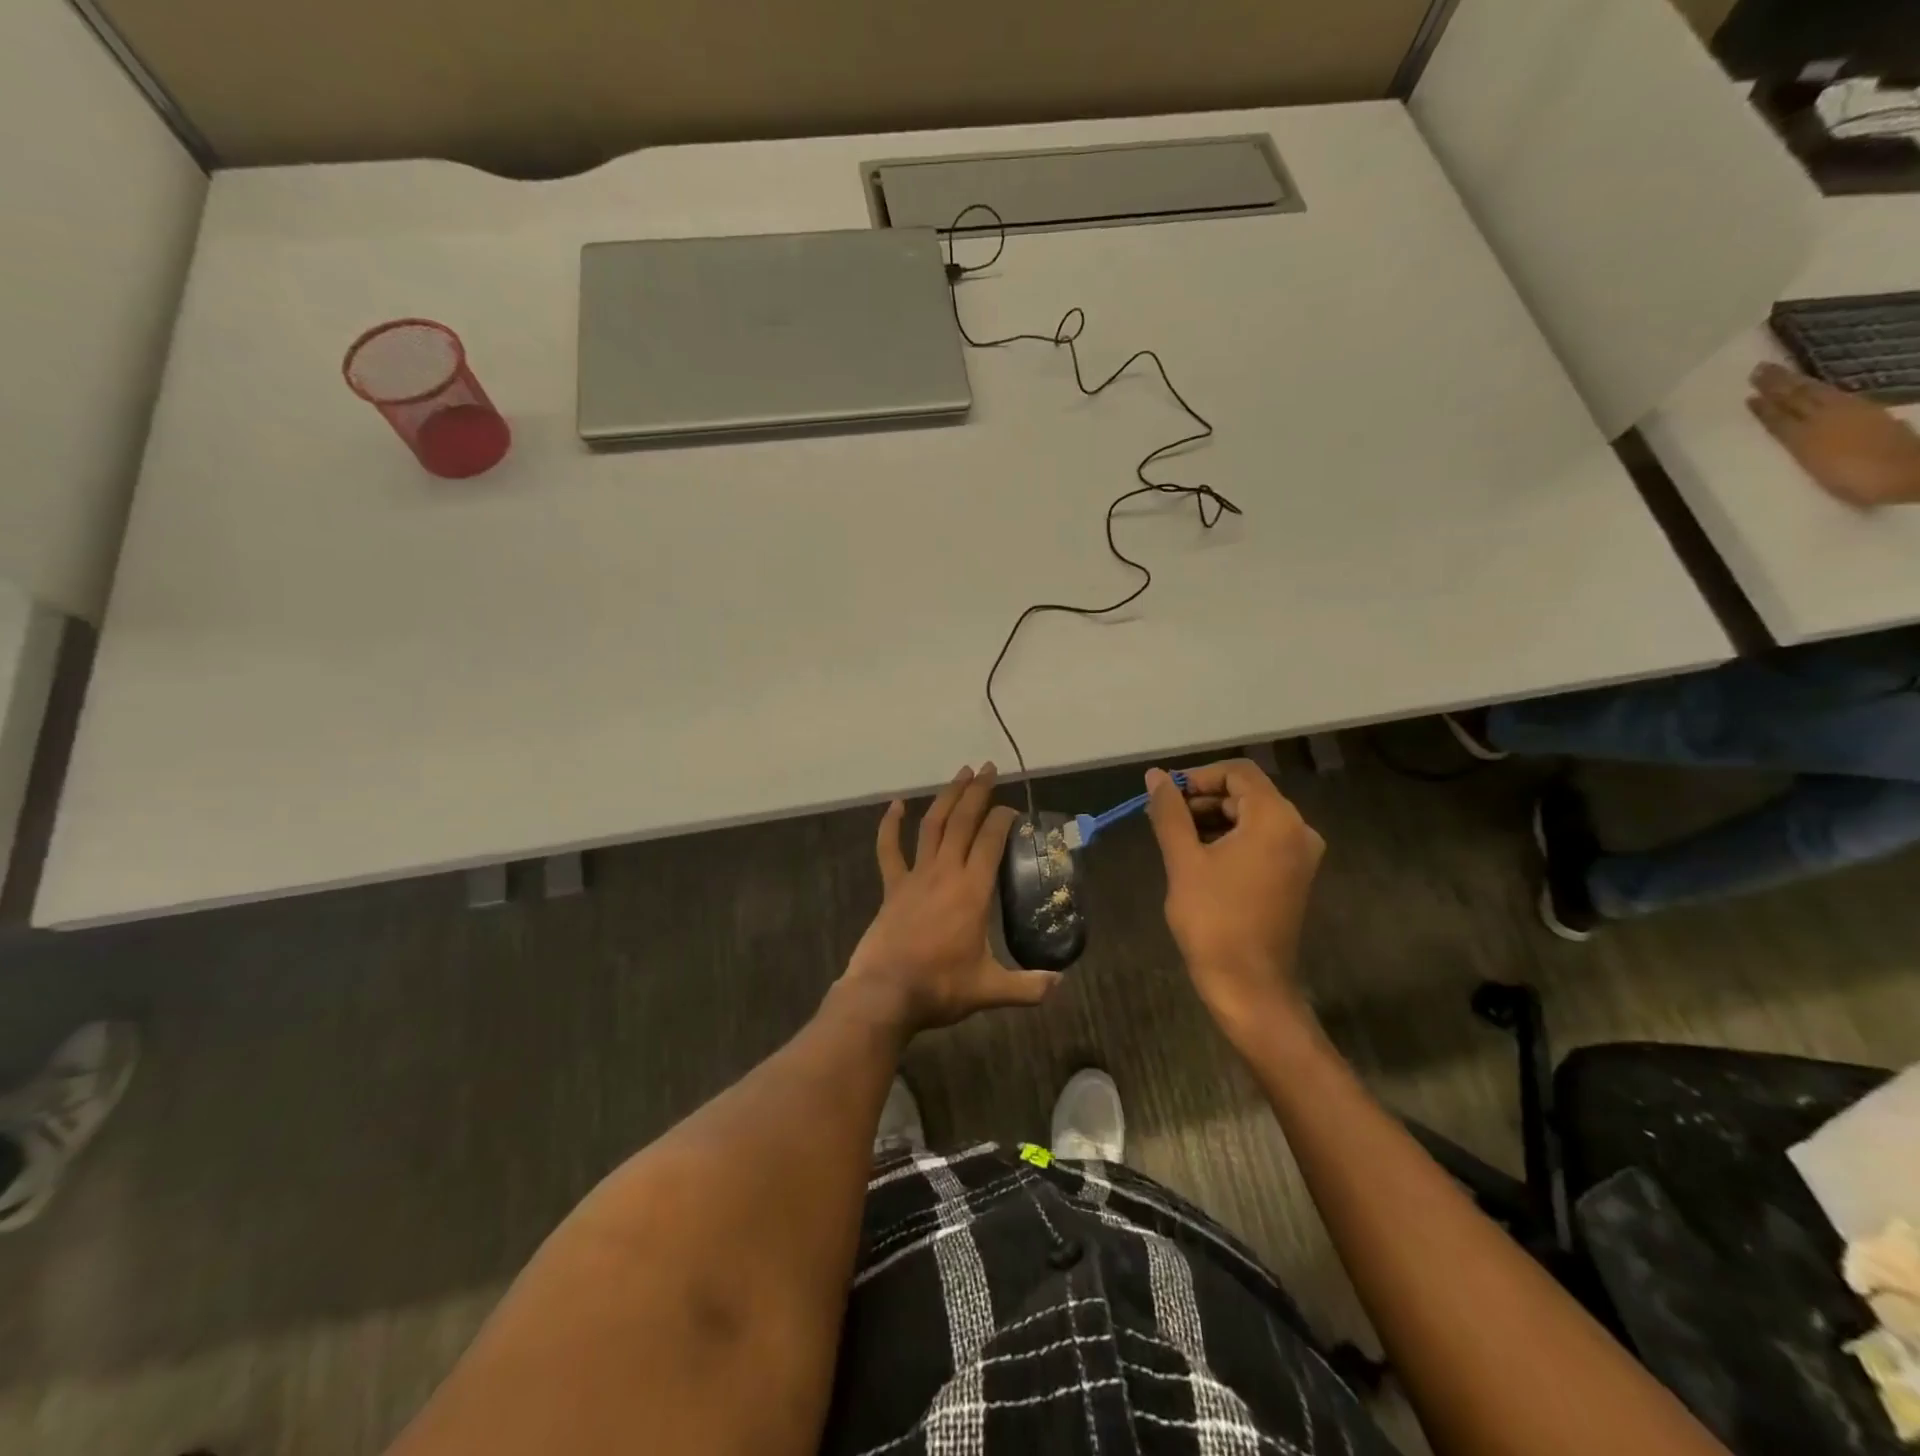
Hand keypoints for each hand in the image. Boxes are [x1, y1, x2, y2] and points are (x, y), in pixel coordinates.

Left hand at [841, 763, 1060, 1036]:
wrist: (884, 993)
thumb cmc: (939, 987)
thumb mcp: (990, 989)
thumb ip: (1028, 987)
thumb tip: (1061, 983)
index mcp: (972, 890)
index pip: (991, 841)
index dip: (1004, 819)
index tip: (1014, 810)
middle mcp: (945, 873)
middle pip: (963, 822)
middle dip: (978, 792)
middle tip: (989, 767)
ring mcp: (915, 876)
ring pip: (932, 826)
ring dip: (947, 797)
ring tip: (961, 773)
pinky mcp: (892, 887)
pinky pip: (889, 849)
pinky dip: (891, 825)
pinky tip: (895, 804)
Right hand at [1144, 761, 1323, 1044]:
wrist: (1248, 985)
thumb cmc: (1213, 919)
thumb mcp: (1184, 860)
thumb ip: (1169, 812)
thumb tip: (1155, 776)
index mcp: (1276, 819)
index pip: (1237, 773)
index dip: (1197, 777)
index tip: (1164, 796)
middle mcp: (1298, 829)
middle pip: (1246, 793)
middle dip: (1202, 799)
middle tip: (1164, 818)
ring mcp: (1300, 854)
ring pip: (1252, 816)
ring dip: (1213, 819)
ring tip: (1175, 838)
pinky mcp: (1293, 875)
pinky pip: (1260, 839)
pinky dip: (1229, 838)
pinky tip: (1198, 856)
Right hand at [1747, 362, 1919, 507]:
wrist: (1908, 472)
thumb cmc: (1858, 480)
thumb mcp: (1819, 468)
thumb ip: (1804, 445)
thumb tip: (1794, 427)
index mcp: (1808, 436)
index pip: (1780, 417)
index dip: (1764, 406)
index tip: (1748, 394)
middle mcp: (1826, 418)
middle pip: (1798, 398)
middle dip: (1778, 384)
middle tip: (1760, 369)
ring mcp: (1851, 412)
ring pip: (1816, 393)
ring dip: (1796, 382)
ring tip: (1781, 373)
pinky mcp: (1868, 412)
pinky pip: (1836, 396)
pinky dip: (1820, 390)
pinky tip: (1815, 388)